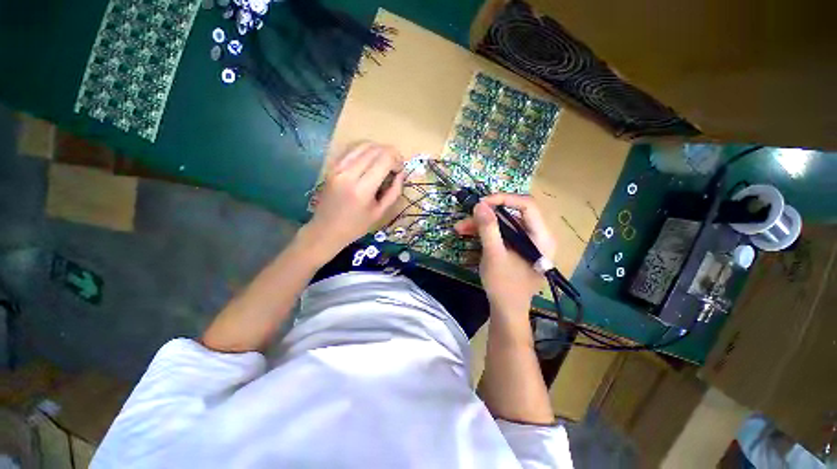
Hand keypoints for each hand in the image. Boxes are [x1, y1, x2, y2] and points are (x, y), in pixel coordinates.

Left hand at [298, 142, 404, 262]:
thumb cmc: (356, 226)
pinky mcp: (332, 166)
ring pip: (363, 145)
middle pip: (375, 149)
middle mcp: (348, 173)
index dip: (397, 160)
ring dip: (378, 150)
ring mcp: (337, 167)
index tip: (400, 170)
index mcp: (362, 189)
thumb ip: (394, 191)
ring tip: (384, 162)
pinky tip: (370, 160)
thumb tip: (401, 173)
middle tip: (395, 166)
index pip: (385, 159)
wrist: (326, 229)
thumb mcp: (380, 212)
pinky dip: (365, 150)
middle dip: (390, 153)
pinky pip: (352, 149)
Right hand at [455, 194, 555, 318]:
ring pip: (503, 223)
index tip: (481, 204)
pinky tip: (468, 233)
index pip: (527, 205)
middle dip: (487, 215)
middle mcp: (537, 236)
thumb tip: (480, 204)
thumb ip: (488, 229)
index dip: (504, 199)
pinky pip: (501, 233)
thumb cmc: (504, 286)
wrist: (506, 311)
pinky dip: (485, 232)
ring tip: (460, 228)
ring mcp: (526, 242)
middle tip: (466, 218)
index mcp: (541, 237)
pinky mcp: (516, 247)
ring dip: (481, 224)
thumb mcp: (494, 255)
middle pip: (513, 214)